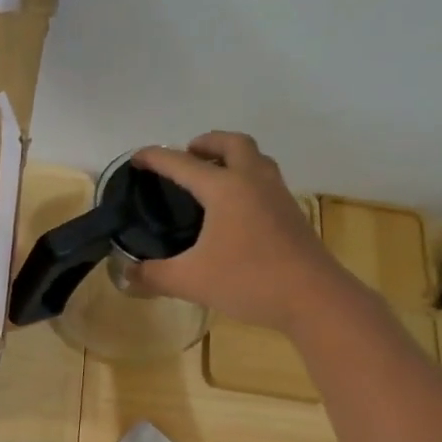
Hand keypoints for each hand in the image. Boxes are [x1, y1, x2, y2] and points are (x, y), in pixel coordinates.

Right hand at [126, 132, 349, 331]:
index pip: (182, 164)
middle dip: (206, 143)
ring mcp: (277, 195)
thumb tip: (128, 275)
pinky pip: (265, 180)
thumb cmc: (248, 281)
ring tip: (211, 175)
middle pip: (232, 143)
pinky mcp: (291, 213)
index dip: (155, 158)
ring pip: (255, 158)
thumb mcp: (190, 281)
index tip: (136, 158)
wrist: (313, 298)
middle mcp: (253, 181)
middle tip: (186, 155)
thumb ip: (154, 275)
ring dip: (231, 156)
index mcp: (225, 188)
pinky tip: (235, 208)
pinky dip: (246, 178)